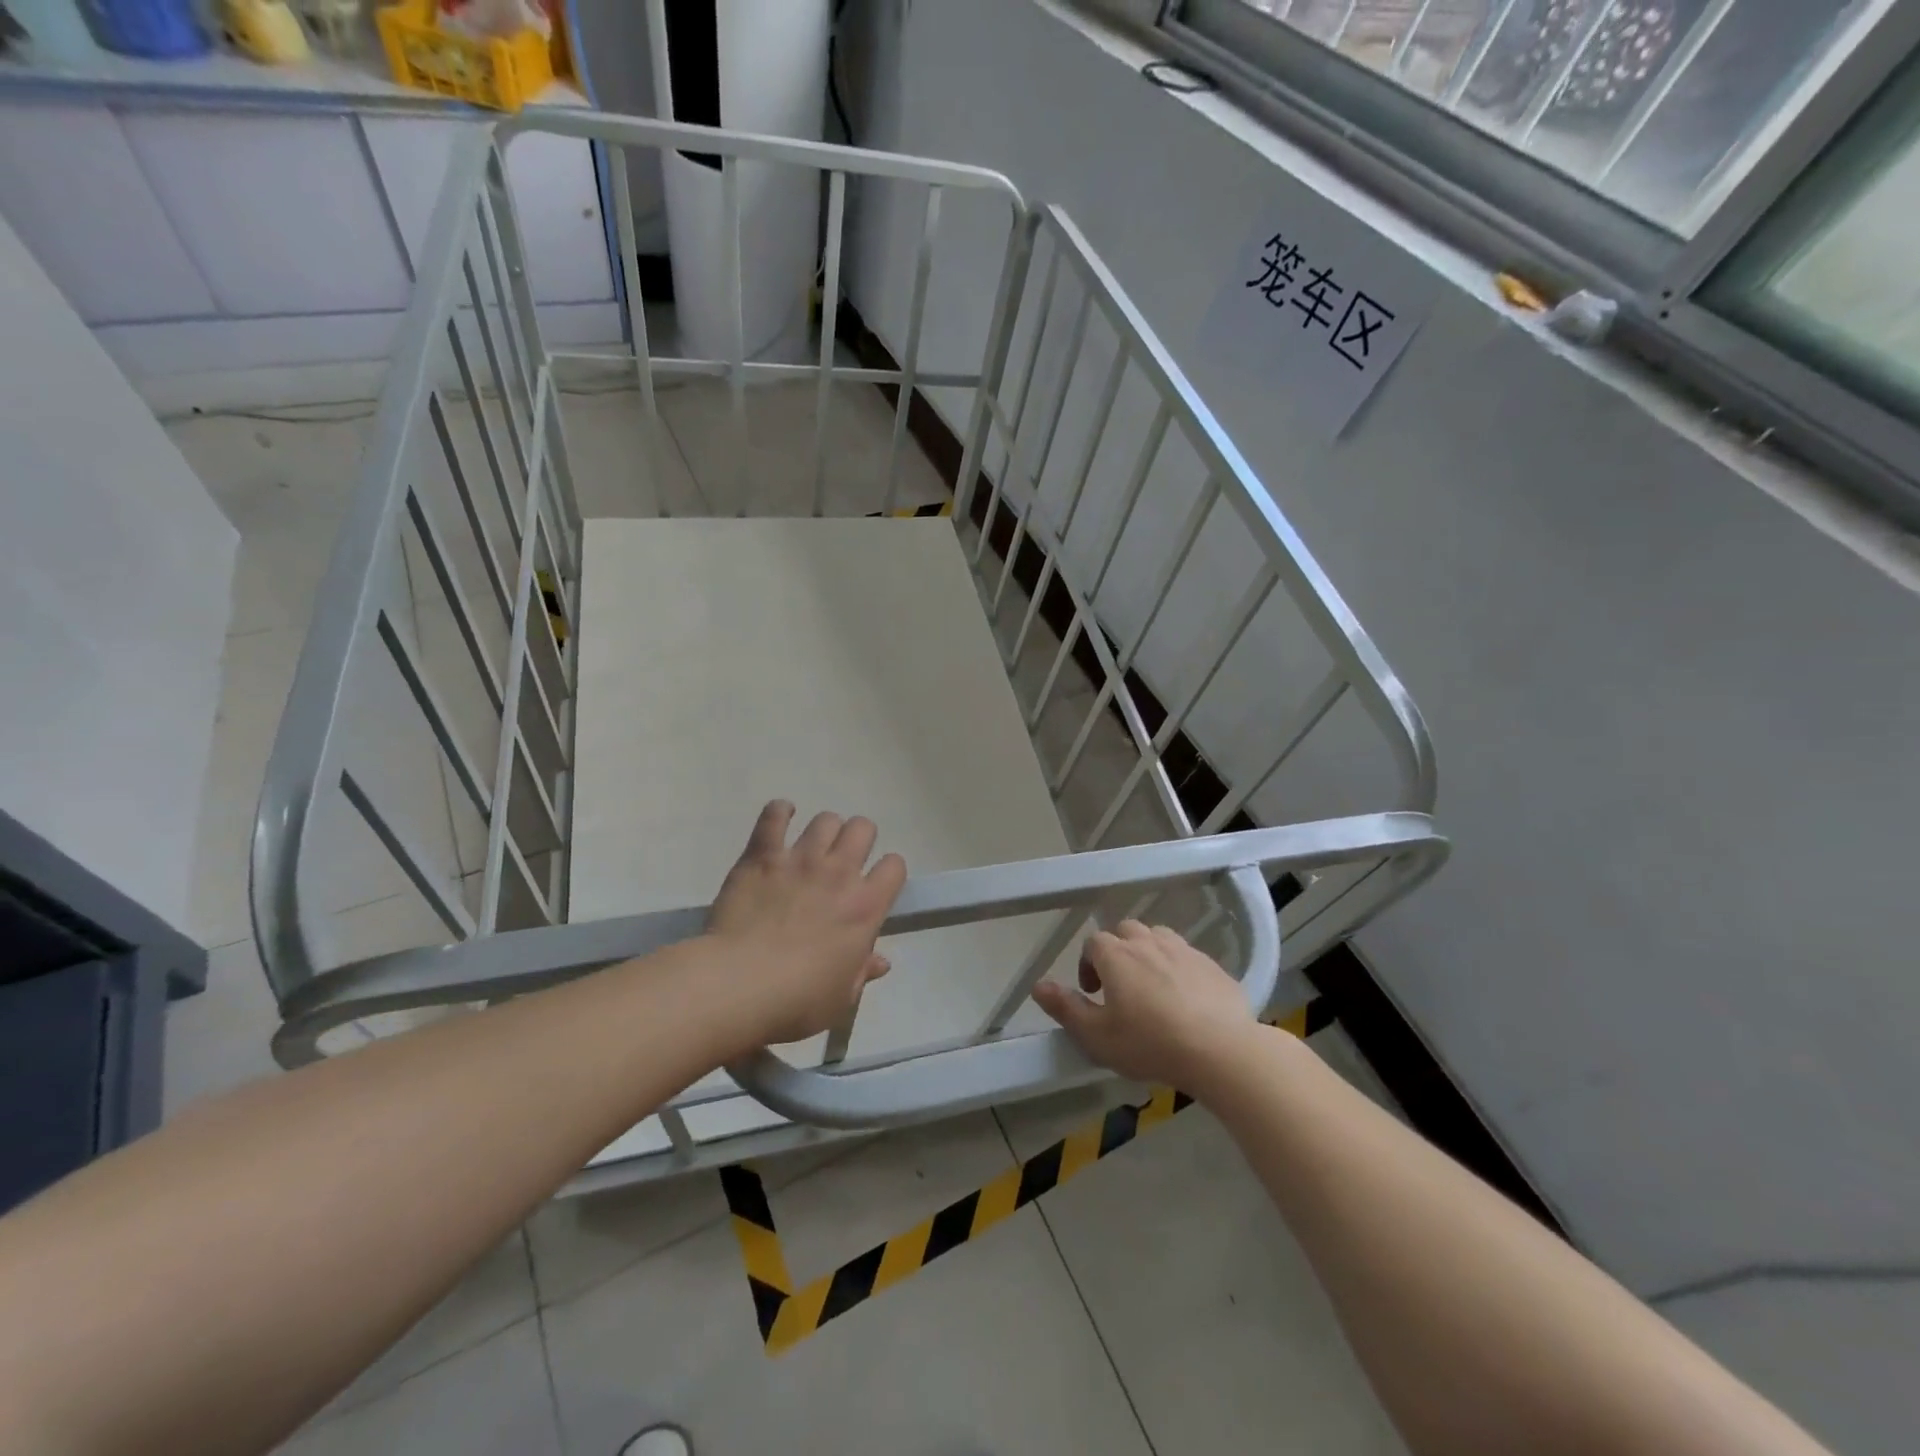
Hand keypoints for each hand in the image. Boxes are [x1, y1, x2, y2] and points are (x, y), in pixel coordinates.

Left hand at [706, 801, 906, 1048]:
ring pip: (826, 819)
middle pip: (863, 828)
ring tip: (813, 846)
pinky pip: (774, 816)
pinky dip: (780, 812)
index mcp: (865, 906)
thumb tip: (881, 961)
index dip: (888, 872)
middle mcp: (839, 872)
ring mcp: (800, 859)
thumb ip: (863, 972)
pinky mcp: (762, 855)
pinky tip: (781, 817)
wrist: (739, 985)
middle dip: (858, 839)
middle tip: (844, 860)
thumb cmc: (797, 1000)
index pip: (894, 867)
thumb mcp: (841, 998)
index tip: (876, 885)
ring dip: (824, 830)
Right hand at [1031, 921, 1256, 1091]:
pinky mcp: (1213, 965)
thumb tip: (1037, 985)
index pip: (1093, 943)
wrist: (1221, 1050)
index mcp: (1117, 955)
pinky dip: (1180, 969)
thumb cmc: (1151, 1044)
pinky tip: (1186, 999)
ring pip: (1159, 938)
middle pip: (1126, 931)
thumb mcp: (1098, 1036)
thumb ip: (1066, 1008)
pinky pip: (1188, 957)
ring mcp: (1184, 950)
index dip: (1088, 964)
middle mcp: (1149, 942)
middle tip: (1120, 987)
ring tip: (1152, 987)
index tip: (1092, 992)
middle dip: (1118, 952)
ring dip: (1149, 954)